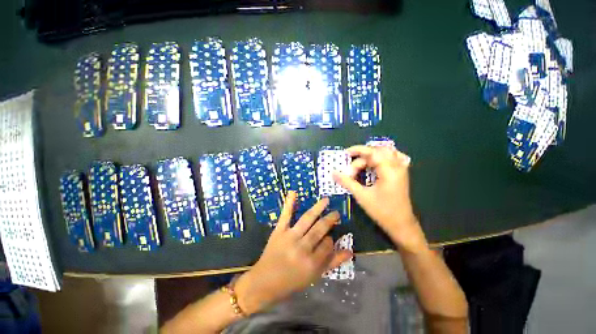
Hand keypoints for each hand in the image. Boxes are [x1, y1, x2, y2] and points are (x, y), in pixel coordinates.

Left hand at [234, 192, 352, 314]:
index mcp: (312, 263)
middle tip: (336, 213)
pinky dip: (289, 203)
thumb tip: (350, 251)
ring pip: (307, 219)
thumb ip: (332, 263)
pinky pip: (285, 215)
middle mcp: (302, 248)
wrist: (264, 282)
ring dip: (318, 208)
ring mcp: (289, 237)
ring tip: (326, 200)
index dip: (331, 239)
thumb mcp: (314, 277)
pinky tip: (293, 192)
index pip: (327, 244)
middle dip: (329, 220)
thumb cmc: (291, 281)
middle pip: (319, 229)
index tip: (329, 238)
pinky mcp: (279, 231)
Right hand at [333, 145, 426, 252]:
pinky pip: (392, 158)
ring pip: (385, 153)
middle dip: (362, 157)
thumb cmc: (382, 211)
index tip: (345, 155)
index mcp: (389, 170)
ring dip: (370, 157)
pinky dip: (381, 158)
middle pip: (377, 151)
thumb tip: (333, 173)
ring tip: (360, 167)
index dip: (357, 150)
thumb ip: (347, 182)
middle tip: (351, 169)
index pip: (372, 152)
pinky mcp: (401, 173)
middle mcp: (397, 166)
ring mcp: (401, 169)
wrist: (401, 224)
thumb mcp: (362, 195)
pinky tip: (374, 163)